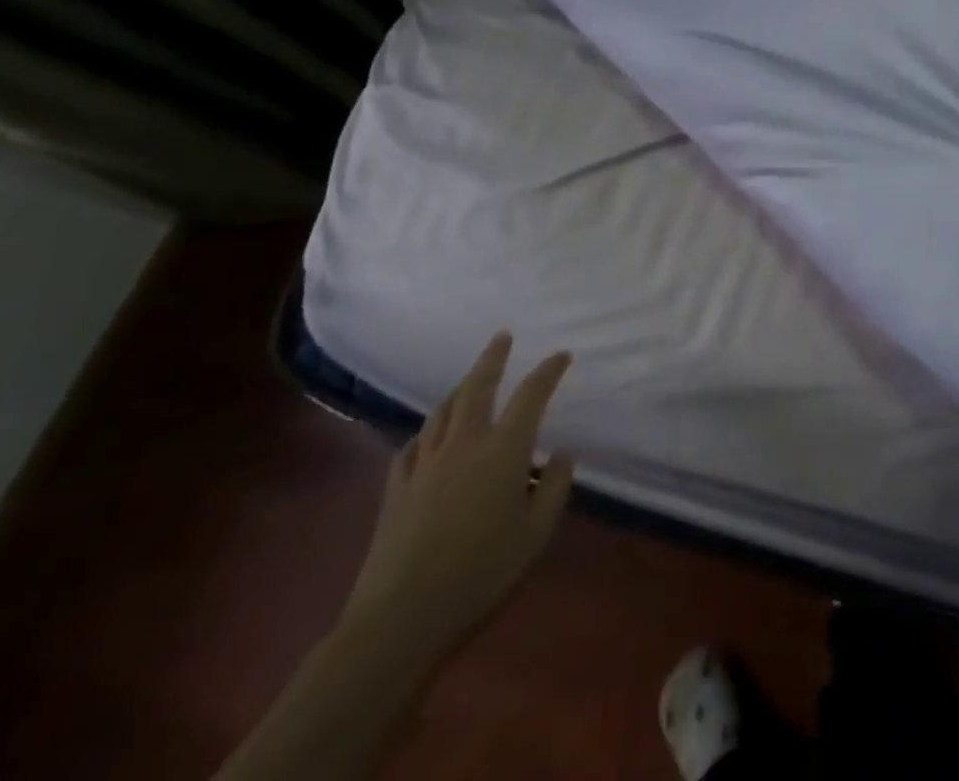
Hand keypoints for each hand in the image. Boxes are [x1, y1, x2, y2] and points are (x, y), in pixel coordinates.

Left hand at [342, 333, 575, 661]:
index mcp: (504, 450)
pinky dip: (426, 431)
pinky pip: (412, 445)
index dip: (549, 371)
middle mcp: (464, 445)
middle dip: (492, 359)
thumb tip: (561, 454)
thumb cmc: (481, 573)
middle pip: (477, 388)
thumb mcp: (537, 532)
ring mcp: (424, 466)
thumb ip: (556, 486)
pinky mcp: (396, 491)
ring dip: (459, 389)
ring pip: (441, 412)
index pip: (531, 395)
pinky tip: (428, 436)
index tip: (562, 356)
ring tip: (469, 380)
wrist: (398, 620)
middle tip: (502, 338)